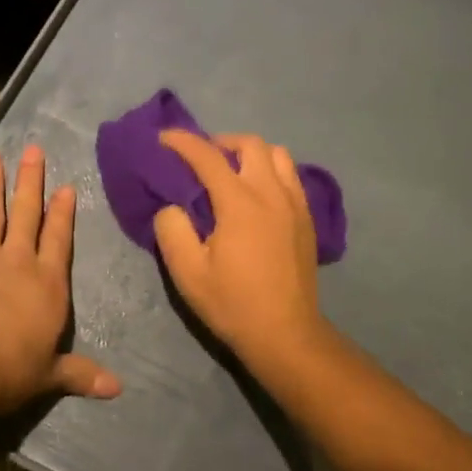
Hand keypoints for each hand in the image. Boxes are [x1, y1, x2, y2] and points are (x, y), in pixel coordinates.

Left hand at [0, 145, 121, 416]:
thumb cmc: (9, 370)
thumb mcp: (49, 375)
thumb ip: (80, 375)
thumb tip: (117, 389)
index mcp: (48, 284)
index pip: (59, 239)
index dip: (63, 213)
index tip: (65, 187)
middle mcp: (17, 263)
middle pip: (25, 214)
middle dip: (30, 182)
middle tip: (31, 149)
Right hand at [152, 131, 329, 365]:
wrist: (285, 333)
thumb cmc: (232, 303)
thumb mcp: (187, 272)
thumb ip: (172, 229)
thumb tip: (172, 206)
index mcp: (239, 203)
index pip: (207, 156)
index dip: (182, 142)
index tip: (163, 137)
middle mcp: (271, 193)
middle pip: (250, 144)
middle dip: (221, 142)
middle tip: (202, 158)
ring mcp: (295, 204)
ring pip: (278, 155)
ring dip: (251, 154)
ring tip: (233, 171)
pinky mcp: (307, 219)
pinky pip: (292, 177)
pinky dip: (272, 171)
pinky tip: (259, 194)